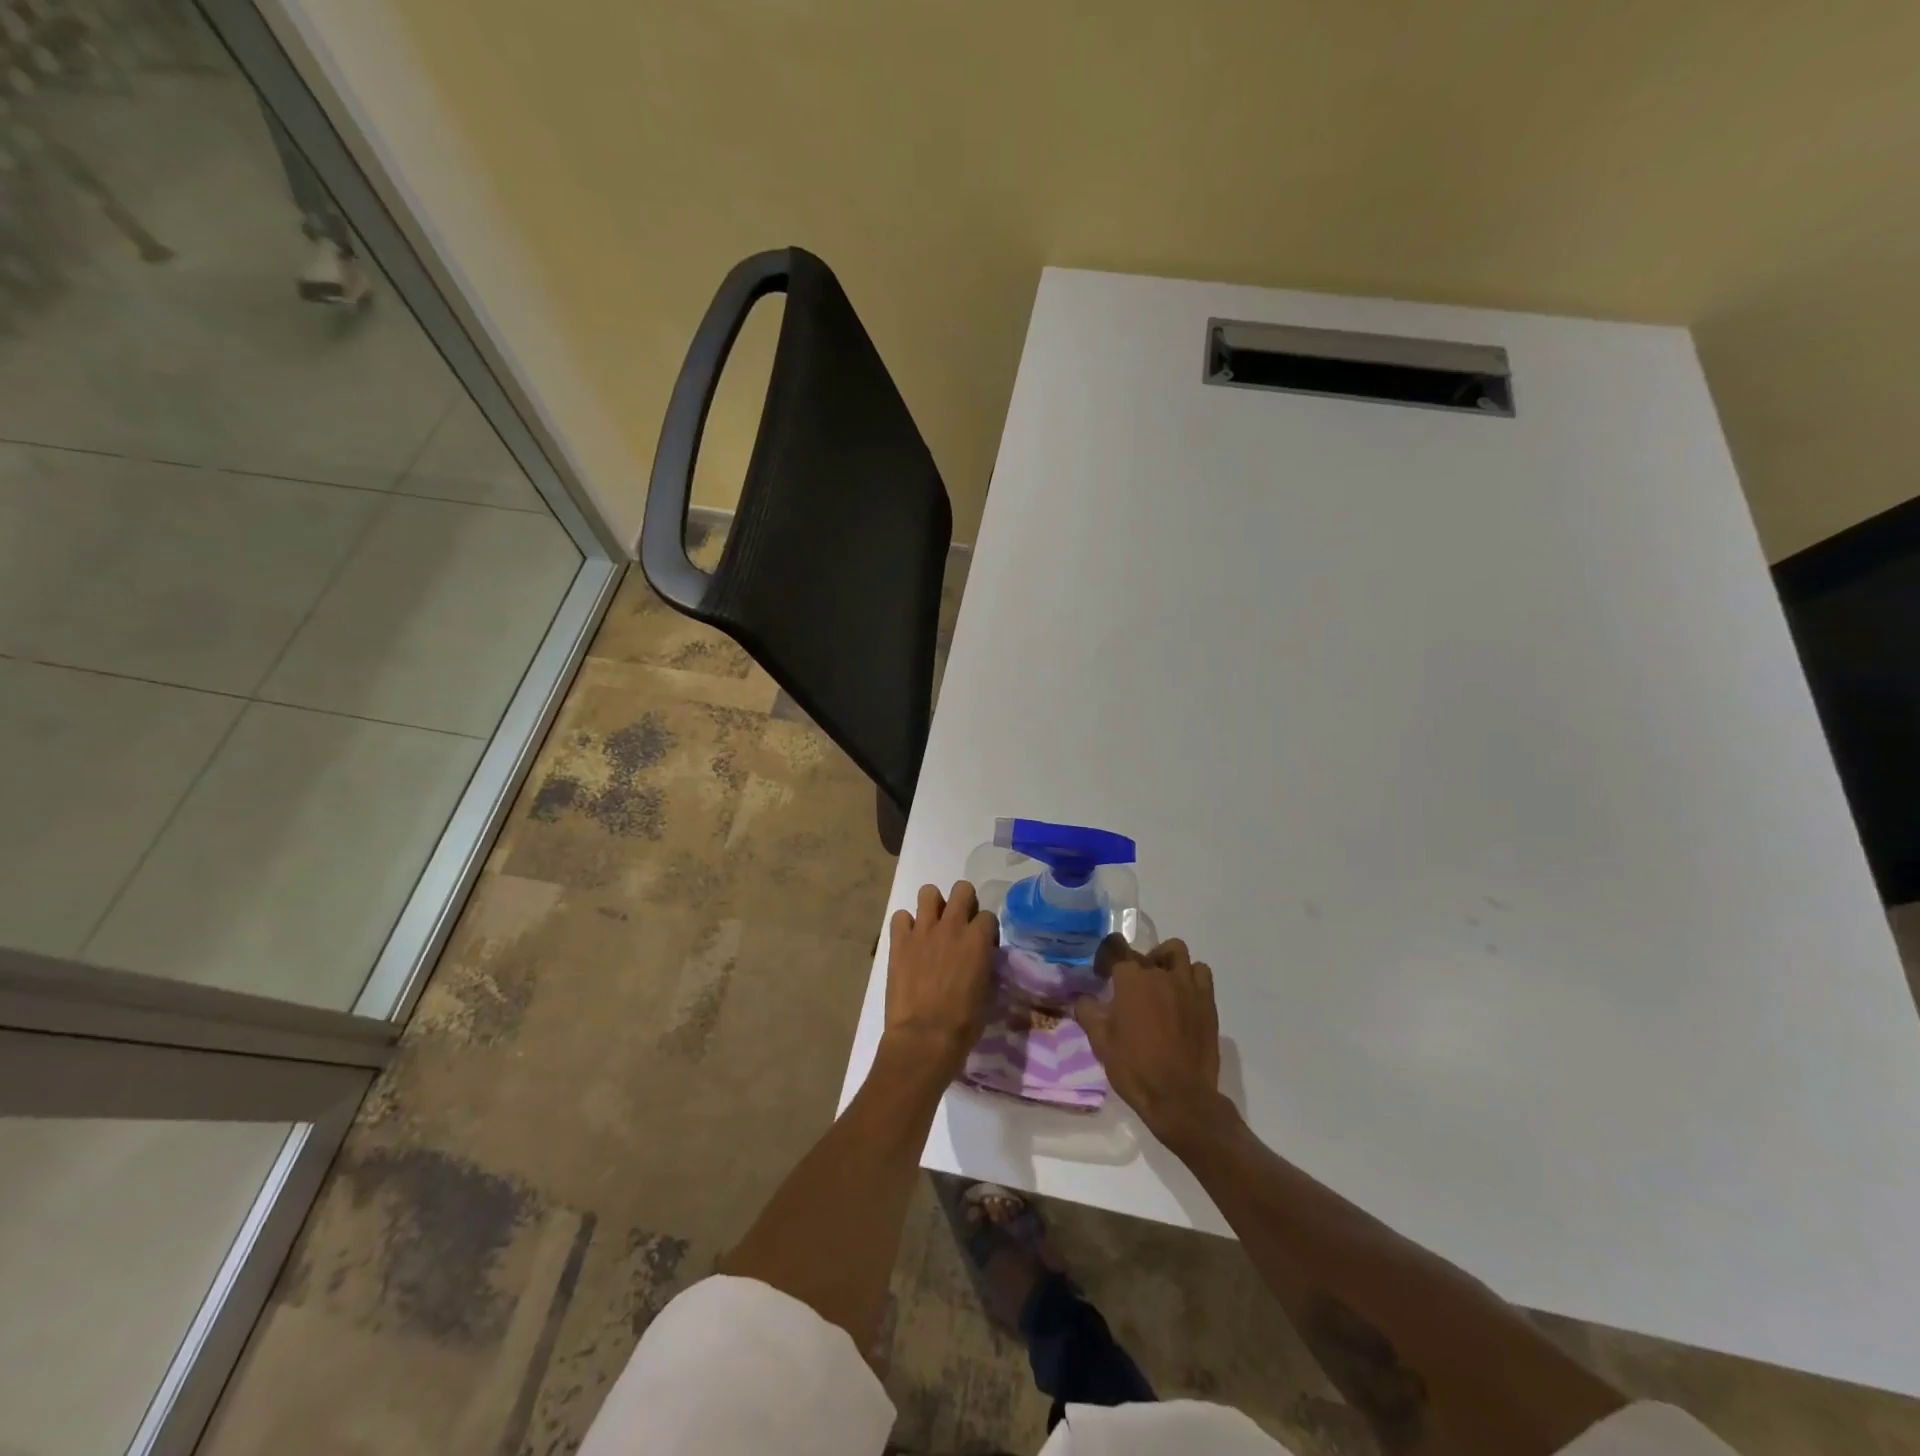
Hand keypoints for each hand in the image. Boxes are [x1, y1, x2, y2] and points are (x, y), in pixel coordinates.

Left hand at [881, 882, 997, 1083]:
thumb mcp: (987, 990)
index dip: (986, 928)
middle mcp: (952, 926)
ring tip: (932, 925)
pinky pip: (899, 916)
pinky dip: (905, 925)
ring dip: (933, 905)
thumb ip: (984, 963)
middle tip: (959, 923)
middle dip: (964, 901)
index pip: (988, 915)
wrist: (924, 1037)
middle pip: (962, 889)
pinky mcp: (899, 941)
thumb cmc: (963, 1023)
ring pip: (928, 892)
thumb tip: (979, 957)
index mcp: (978, 939)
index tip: (982, 943)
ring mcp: (923, 930)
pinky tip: (908, 941)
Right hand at [1074, 936, 1231, 1148]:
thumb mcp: (1100, 1042)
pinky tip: (1182, 994)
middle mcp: (1159, 973)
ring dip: (1164, 960)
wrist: (1180, 1098)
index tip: (1101, 974)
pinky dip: (1190, 975)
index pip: (1114, 948)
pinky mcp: (1207, 1000)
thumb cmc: (1135, 1068)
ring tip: (1158, 981)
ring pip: (1176, 951)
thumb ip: (1088, 1011)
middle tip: (1127, 989)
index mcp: (1130, 980)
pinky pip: (1200, 972)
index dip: (1105, 957)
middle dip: (1132, 965)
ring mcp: (1187, 985)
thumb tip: (1083, 997)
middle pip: (1143, 953)